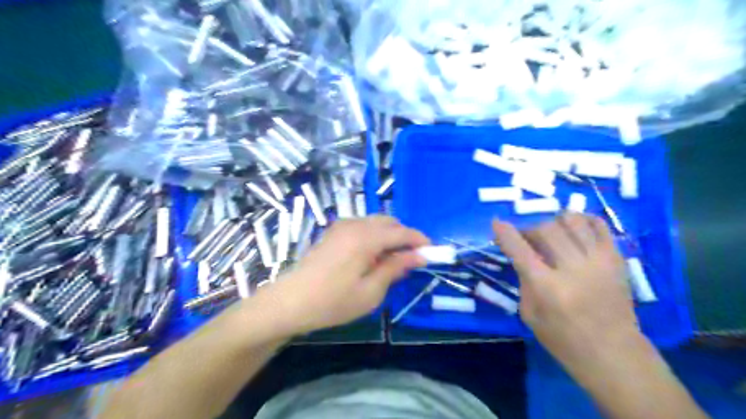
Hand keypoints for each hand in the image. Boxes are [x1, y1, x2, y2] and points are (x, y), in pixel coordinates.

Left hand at [253, 216, 428, 336]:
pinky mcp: (333, 231)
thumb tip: (418, 256)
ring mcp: (341, 226)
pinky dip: (374, 235)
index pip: (401, 232)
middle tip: (411, 259)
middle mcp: (355, 225)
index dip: (419, 240)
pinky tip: (371, 255)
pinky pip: (362, 226)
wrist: (290, 301)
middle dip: (404, 236)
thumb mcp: (371, 291)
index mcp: (365, 238)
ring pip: (375, 222)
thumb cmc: (332, 302)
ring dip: (389, 235)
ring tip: (391, 260)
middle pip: (389, 222)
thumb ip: (395, 268)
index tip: (431, 252)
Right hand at [493, 215, 638, 367]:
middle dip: (529, 229)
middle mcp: (573, 269)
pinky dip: (582, 220)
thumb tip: (523, 255)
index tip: (496, 222)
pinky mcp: (617, 259)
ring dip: (554, 222)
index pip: (520, 249)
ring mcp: (598, 261)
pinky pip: (599, 225)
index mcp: (547, 287)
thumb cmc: (564, 340)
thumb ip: (524, 281)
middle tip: (526, 239)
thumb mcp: (529, 314)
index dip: (505, 232)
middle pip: (545, 229)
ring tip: (552, 233)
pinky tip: (573, 228)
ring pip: (572, 221)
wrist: (615, 354)